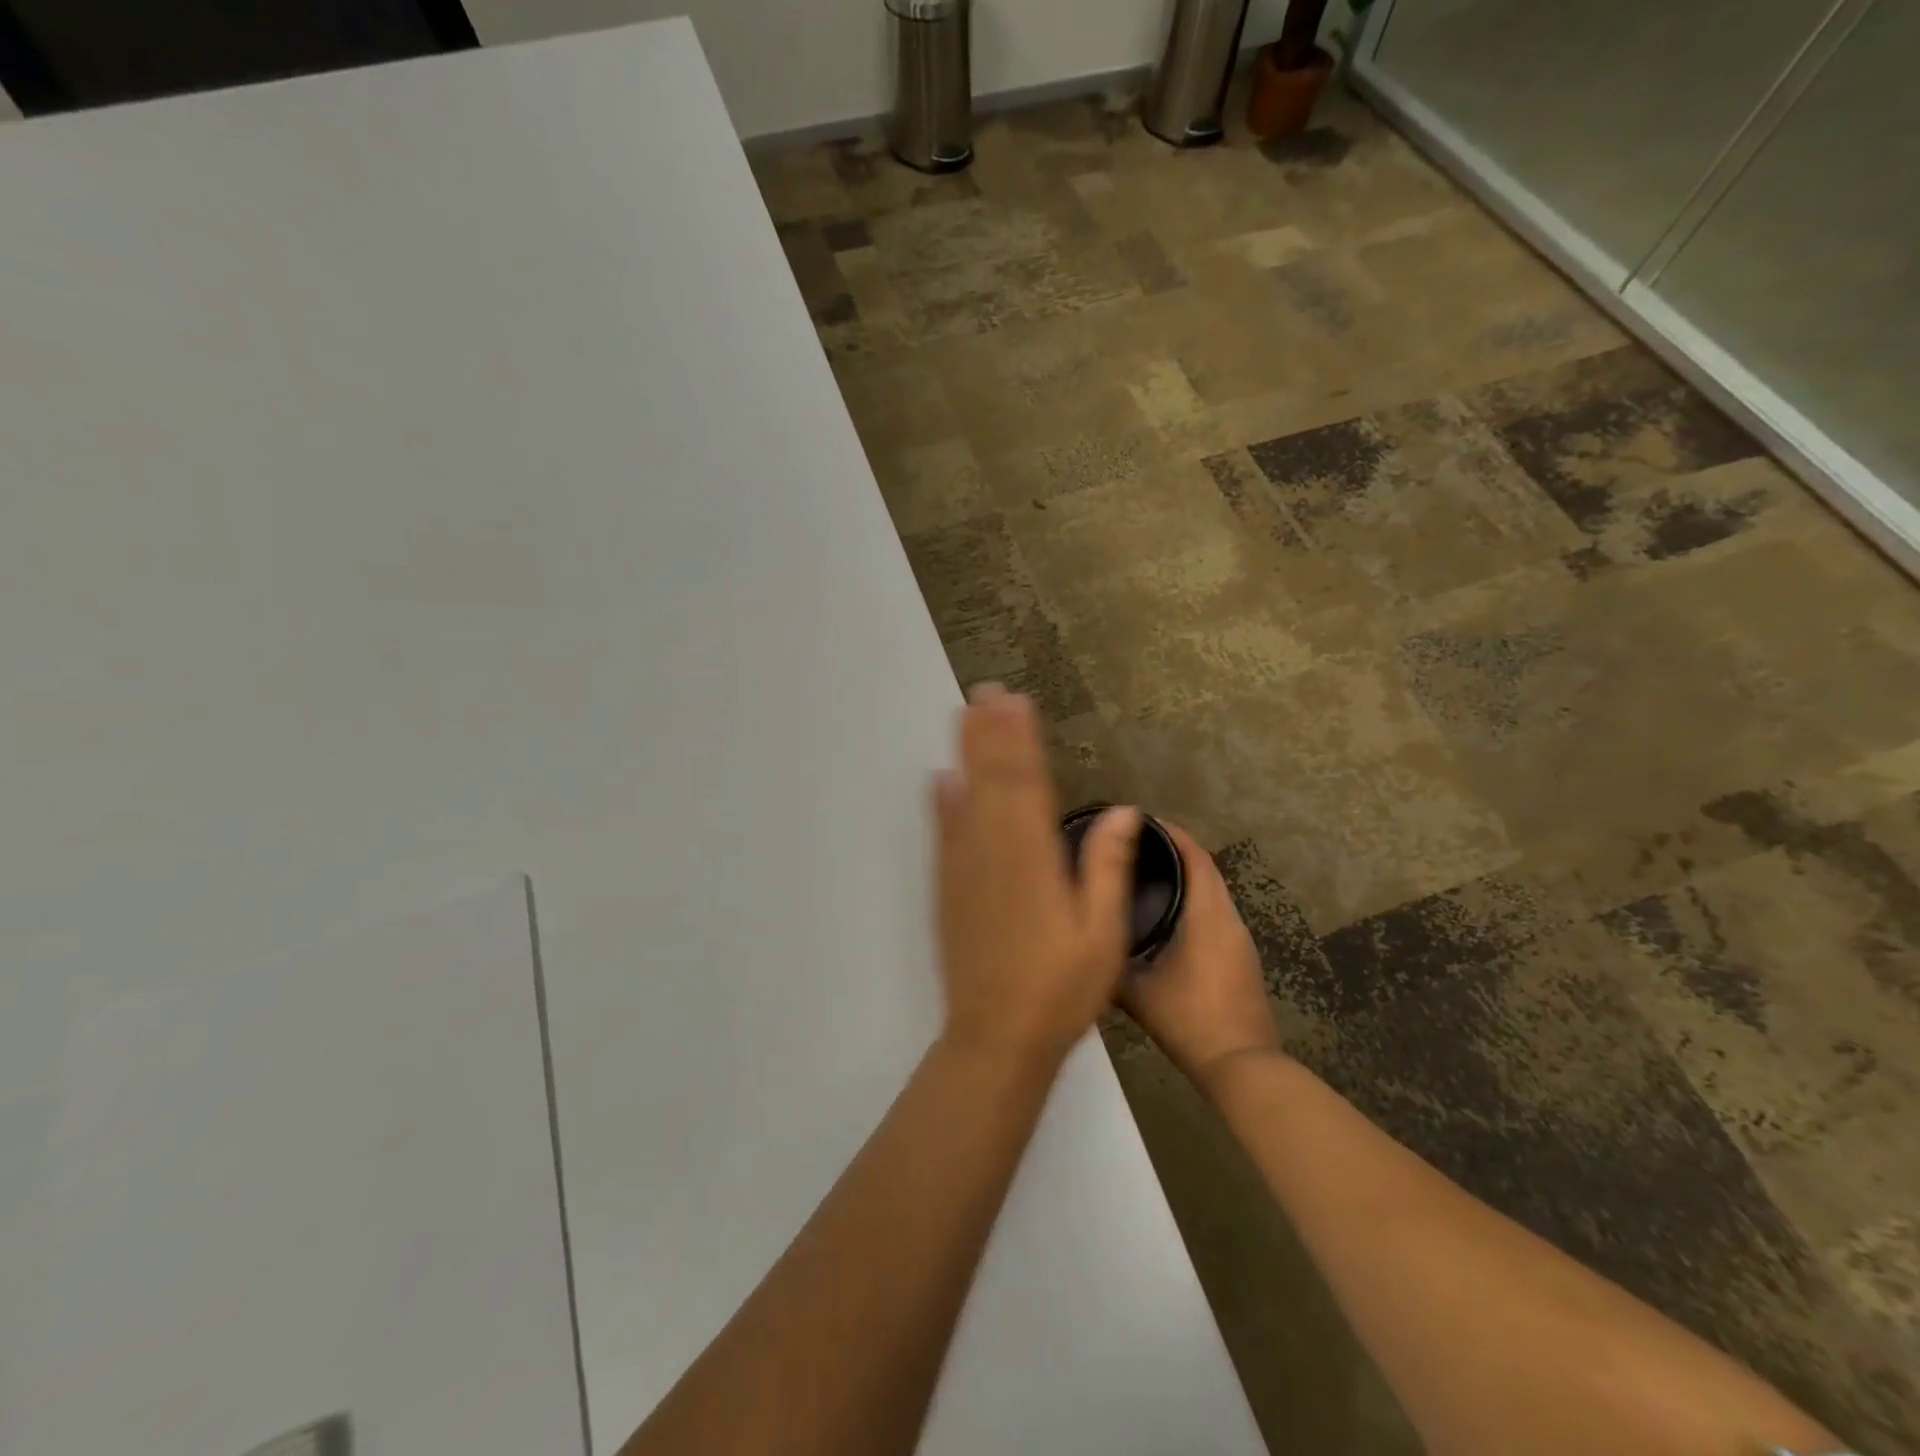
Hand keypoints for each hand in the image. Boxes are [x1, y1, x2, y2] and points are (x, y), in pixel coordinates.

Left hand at [935, 684, 1141, 1072]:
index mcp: (1034, 860)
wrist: (996, 1037)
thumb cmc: (1060, 990)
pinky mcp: (948, 890)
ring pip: (965, 798)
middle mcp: (994, 853)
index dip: (1022, 740)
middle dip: (991, 733)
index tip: (1018, 702)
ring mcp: (965, 870)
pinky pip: (944, 835)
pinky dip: (942, 804)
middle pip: (993, 781)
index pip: (1028, 785)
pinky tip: (940, 780)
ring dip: (967, 754)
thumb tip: (1122, 811)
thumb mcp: (1102, 935)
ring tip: (966, 715)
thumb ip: (1107, 868)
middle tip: (986, 690)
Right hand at [1119, 822, 1281, 1094]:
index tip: (1142, 821)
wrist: (1242, 1066)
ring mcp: (1240, 939)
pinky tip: (1168, 913)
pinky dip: (1194, 899)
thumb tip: (1082, 941)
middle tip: (1137, 844)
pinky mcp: (1242, 957)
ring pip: (1213, 891)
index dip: (1173, 834)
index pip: (1196, 857)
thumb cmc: (1189, 1020)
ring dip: (1187, 875)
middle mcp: (1229, 918)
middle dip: (1176, 850)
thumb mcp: (1136, 991)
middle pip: (1206, 868)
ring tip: (1146, 873)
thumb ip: (1110, 961)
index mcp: (1208, 915)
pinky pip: (1216, 912)